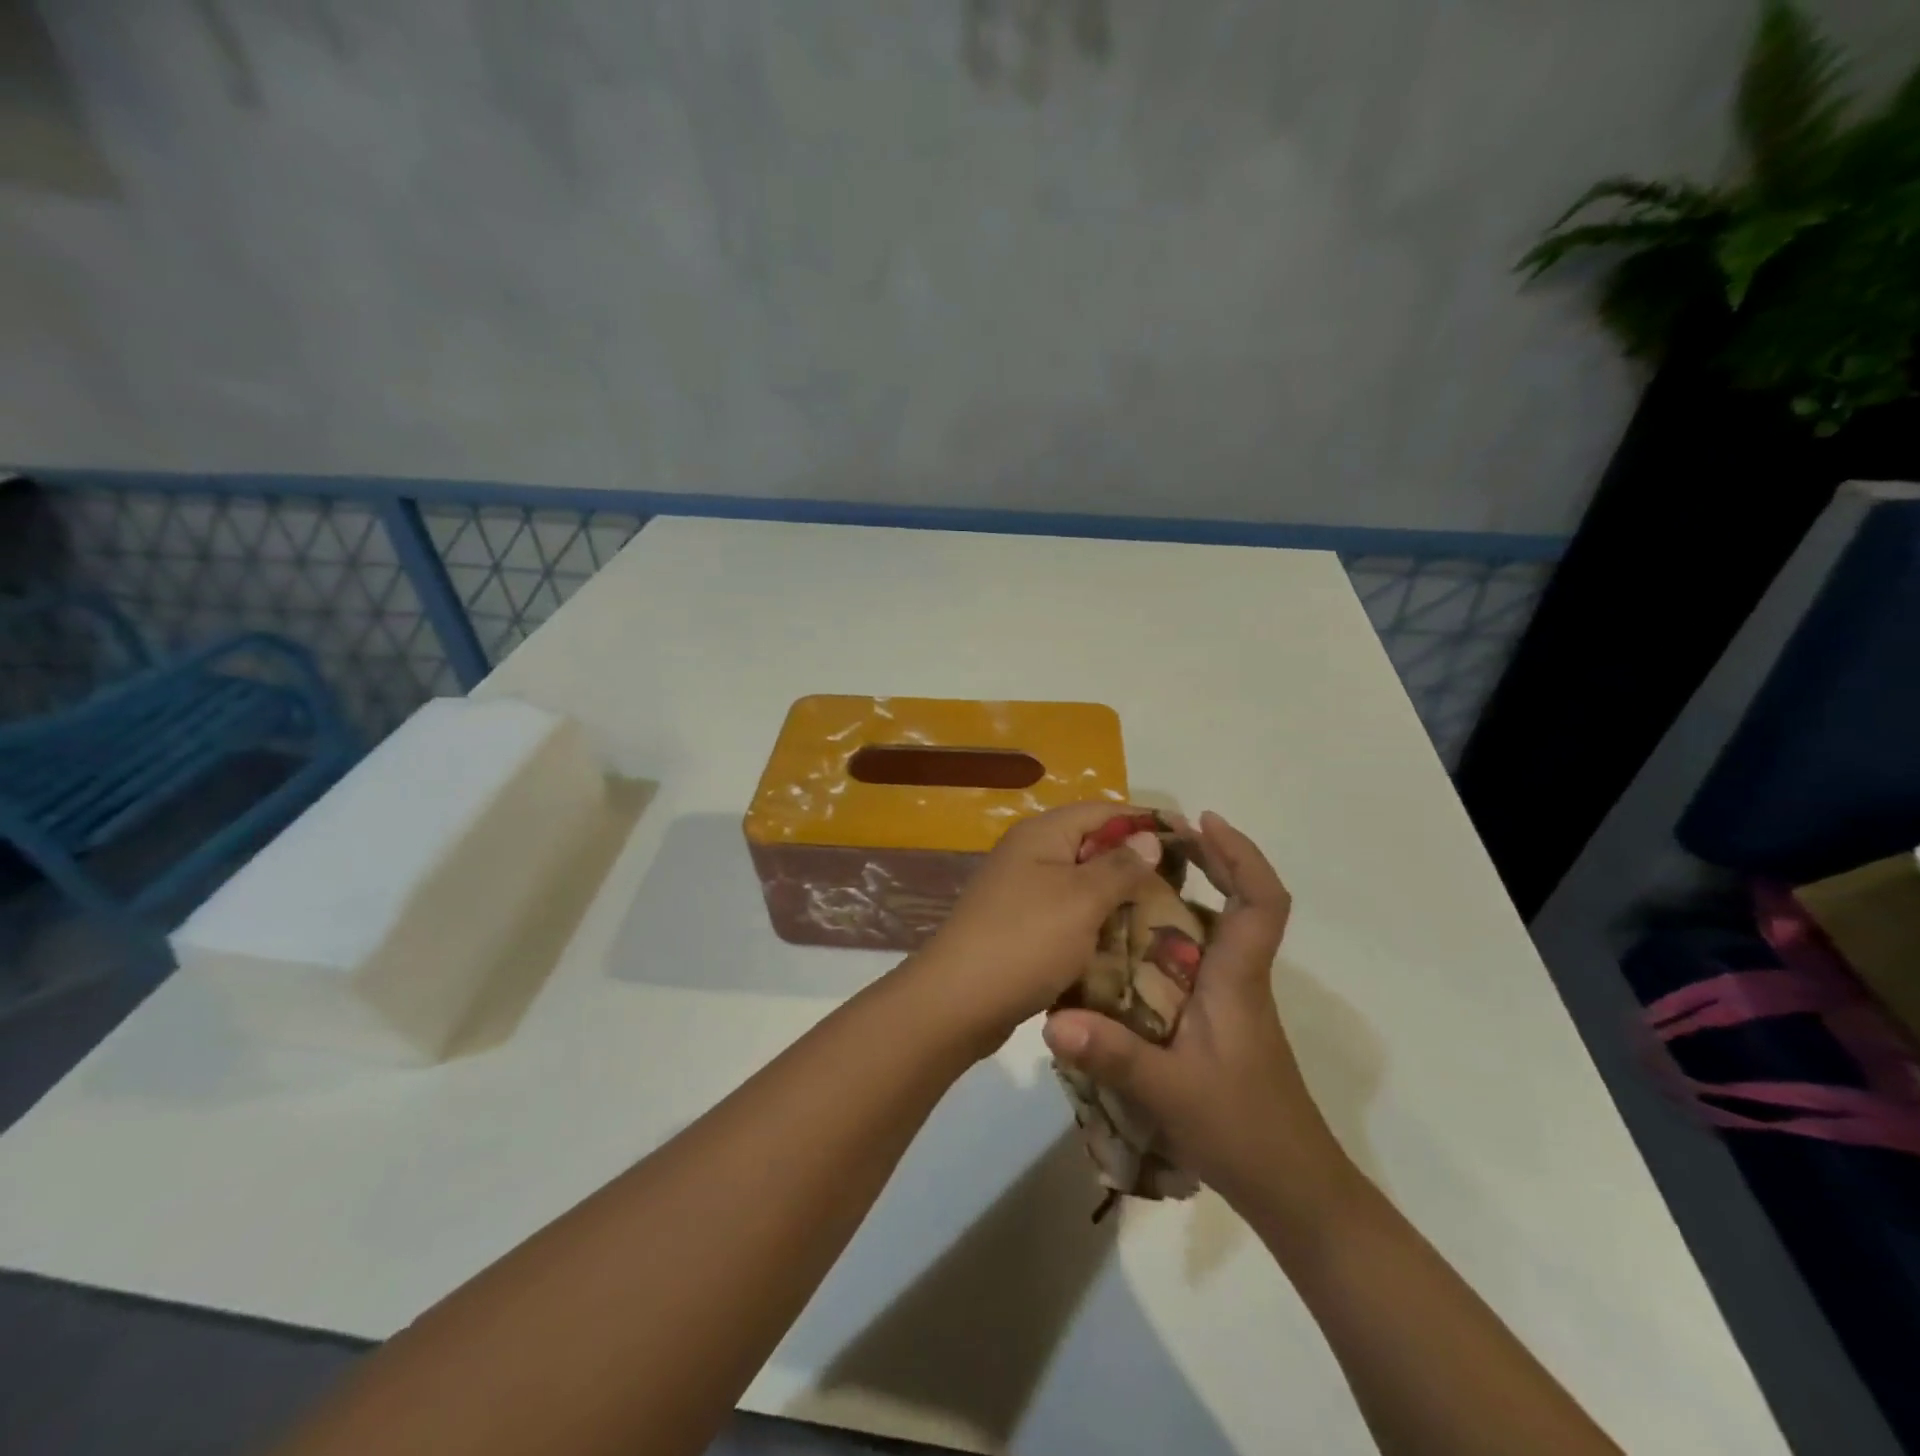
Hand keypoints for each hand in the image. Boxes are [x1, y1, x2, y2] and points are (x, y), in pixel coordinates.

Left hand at [907, 802, 1163, 1053]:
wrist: (956, 1002)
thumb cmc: (1024, 941)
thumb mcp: (1080, 899)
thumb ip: (1118, 867)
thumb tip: (1149, 838)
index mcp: (1043, 834)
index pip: (1105, 811)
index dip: (1147, 823)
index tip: (1191, 842)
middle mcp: (1030, 854)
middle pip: (1093, 847)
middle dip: (1136, 865)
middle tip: (1181, 889)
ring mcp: (1022, 891)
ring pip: (1082, 884)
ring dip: (1117, 899)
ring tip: (1162, 918)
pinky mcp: (1021, 925)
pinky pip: (1068, 915)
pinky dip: (1095, 925)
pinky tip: (1123, 945)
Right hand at [1042, 811, 1354, 1217]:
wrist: (1292, 1190)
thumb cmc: (1243, 1132)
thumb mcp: (1170, 1094)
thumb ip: (1113, 1056)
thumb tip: (1052, 1020)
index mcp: (1237, 978)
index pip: (1262, 900)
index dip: (1241, 854)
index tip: (1203, 822)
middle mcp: (1238, 978)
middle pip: (1240, 902)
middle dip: (1207, 862)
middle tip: (1152, 841)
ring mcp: (1231, 1001)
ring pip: (1216, 931)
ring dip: (1185, 896)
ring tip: (1129, 881)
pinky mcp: (1218, 1022)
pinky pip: (1196, 961)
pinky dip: (1169, 938)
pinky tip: (1126, 950)